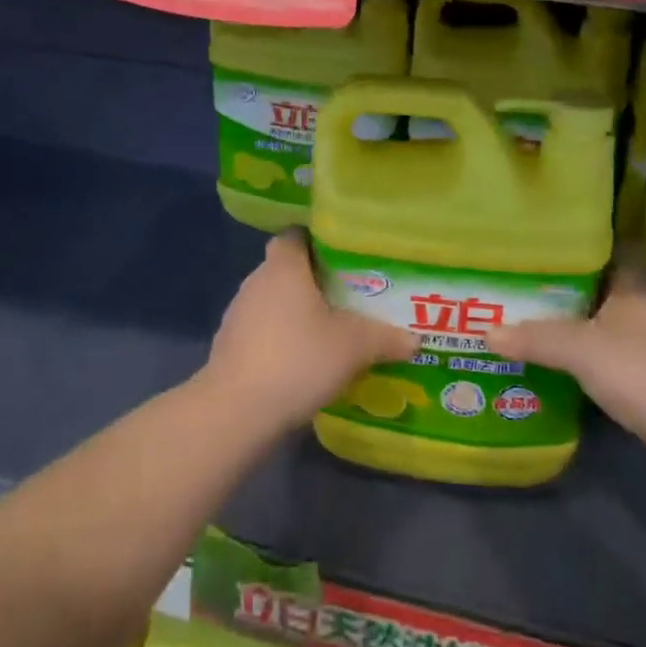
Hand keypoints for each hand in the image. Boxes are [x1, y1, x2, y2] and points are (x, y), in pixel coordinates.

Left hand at [199, 230, 415, 432]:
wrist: (236, 411)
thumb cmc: (297, 359)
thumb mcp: (353, 347)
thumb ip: (385, 338)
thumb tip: (414, 339)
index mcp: (284, 266)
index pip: (296, 235)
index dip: (319, 240)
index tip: (346, 255)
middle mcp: (256, 281)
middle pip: (288, 269)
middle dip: (316, 280)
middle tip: (351, 295)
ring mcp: (238, 314)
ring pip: (275, 301)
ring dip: (298, 313)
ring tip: (332, 330)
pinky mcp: (230, 346)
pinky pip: (263, 330)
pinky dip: (282, 339)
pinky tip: (304, 362)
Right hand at [489, 264, 645, 492]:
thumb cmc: (644, 373)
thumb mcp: (581, 350)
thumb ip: (535, 338)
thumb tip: (486, 331)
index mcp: (637, 287)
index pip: (608, 251)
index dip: (578, 246)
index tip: (542, 244)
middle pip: (601, 290)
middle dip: (565, 290)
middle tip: (522, 285)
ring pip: (606, 328)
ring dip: (576, 328)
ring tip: (530, 321)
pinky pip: (611, 362)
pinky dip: (588, 362)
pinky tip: (557, 366)